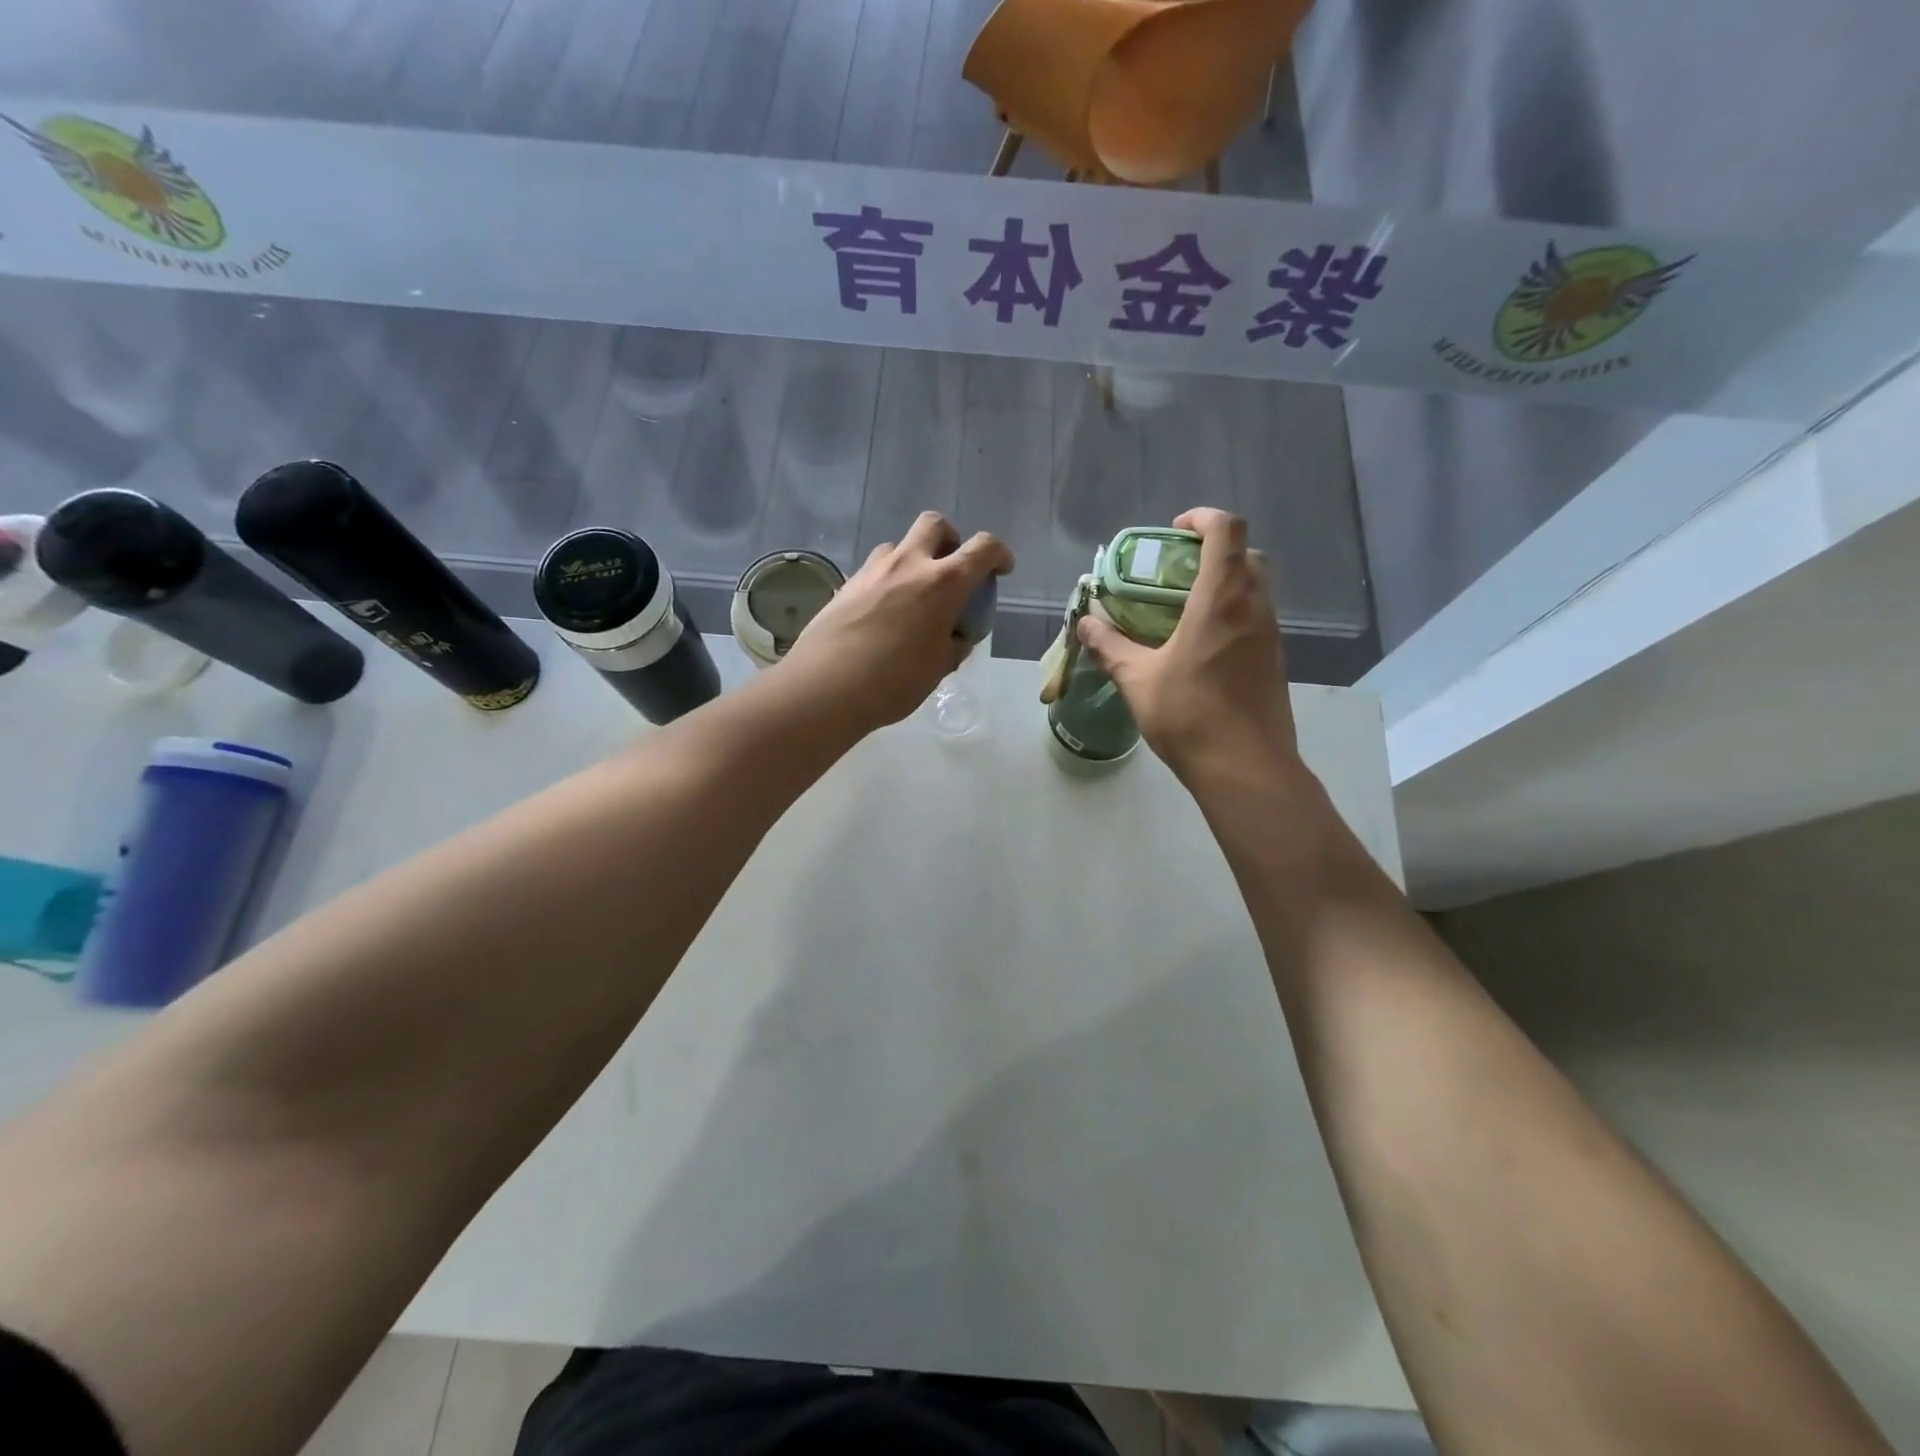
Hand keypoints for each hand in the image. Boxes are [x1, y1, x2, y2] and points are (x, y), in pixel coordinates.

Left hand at [781, 512, 1013, 731]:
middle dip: (950, 538)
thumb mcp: (939, 668)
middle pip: (935, 524)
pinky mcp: (846, 584)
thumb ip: (953, 645)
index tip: (1001, 569)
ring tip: (913, 594)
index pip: (982, 549)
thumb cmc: (894, 681)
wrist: (826, 687)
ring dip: (913, 558)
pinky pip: (874, 569)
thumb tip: (955, 637)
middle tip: (951, 567)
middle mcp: (909, 564)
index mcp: (944, 583)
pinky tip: (883, 612)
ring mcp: (873, 570)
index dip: (998, 554)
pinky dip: (887, 580)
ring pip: (899, 545)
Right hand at [1077, 508, 1297, 788]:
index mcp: (1222, 600)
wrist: (1246, 768)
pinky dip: (1232, 613)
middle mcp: (1254, 608)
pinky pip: (1256, 618)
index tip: (1174, 532)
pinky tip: (1201, 646)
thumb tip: (1085, 624)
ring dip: (1225, 583)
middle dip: (1213, 550)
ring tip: (1183, 608)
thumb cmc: (1189, 716)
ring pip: (1255, 588)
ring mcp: (1270, 635)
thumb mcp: (1137, 680)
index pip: (1226, 532)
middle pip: (1247, 554)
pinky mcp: (1275, 661)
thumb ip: (1109, 646)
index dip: (1203, 518)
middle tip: (1176, 572)